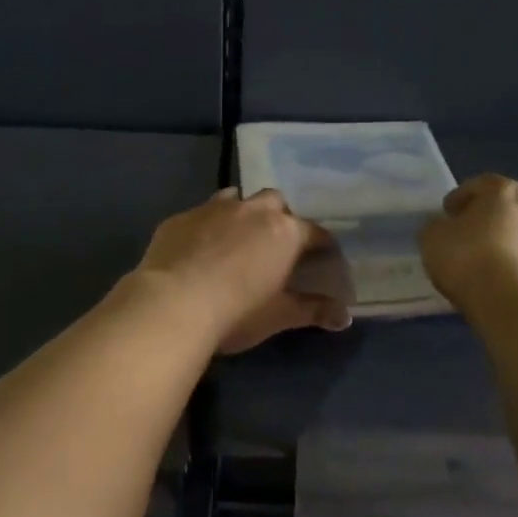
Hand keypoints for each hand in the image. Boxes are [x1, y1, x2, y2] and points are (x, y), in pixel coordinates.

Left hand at [135, 189, 352, 354]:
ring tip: (237, 238)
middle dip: (279, 217)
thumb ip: (313, 310)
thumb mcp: (279, 316)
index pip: (314, 231)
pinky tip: (198, 248)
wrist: (171, 305)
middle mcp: (251, 210)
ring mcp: (212, 209)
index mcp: (283, 231)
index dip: (321, 244)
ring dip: (242, 213)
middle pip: (275, 201)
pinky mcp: (180, 218)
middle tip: (275, 245)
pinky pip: (200, 214)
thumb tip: (346, 317)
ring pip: (236, 198)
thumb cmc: (236, 312)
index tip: (323, 257)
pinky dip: (206, 226)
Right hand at [420, 174, 517, 311]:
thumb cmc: (467, 258)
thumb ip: (437, 225)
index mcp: (503, 191)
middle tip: (479, 229)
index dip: (461, 196)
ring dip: (514, 237)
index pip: (481, 183)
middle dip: (500, 209)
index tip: (447, 214)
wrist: (510, 303)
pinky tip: (506, 281)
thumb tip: (444, 226)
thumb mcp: (431, 237)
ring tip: (492, 260)